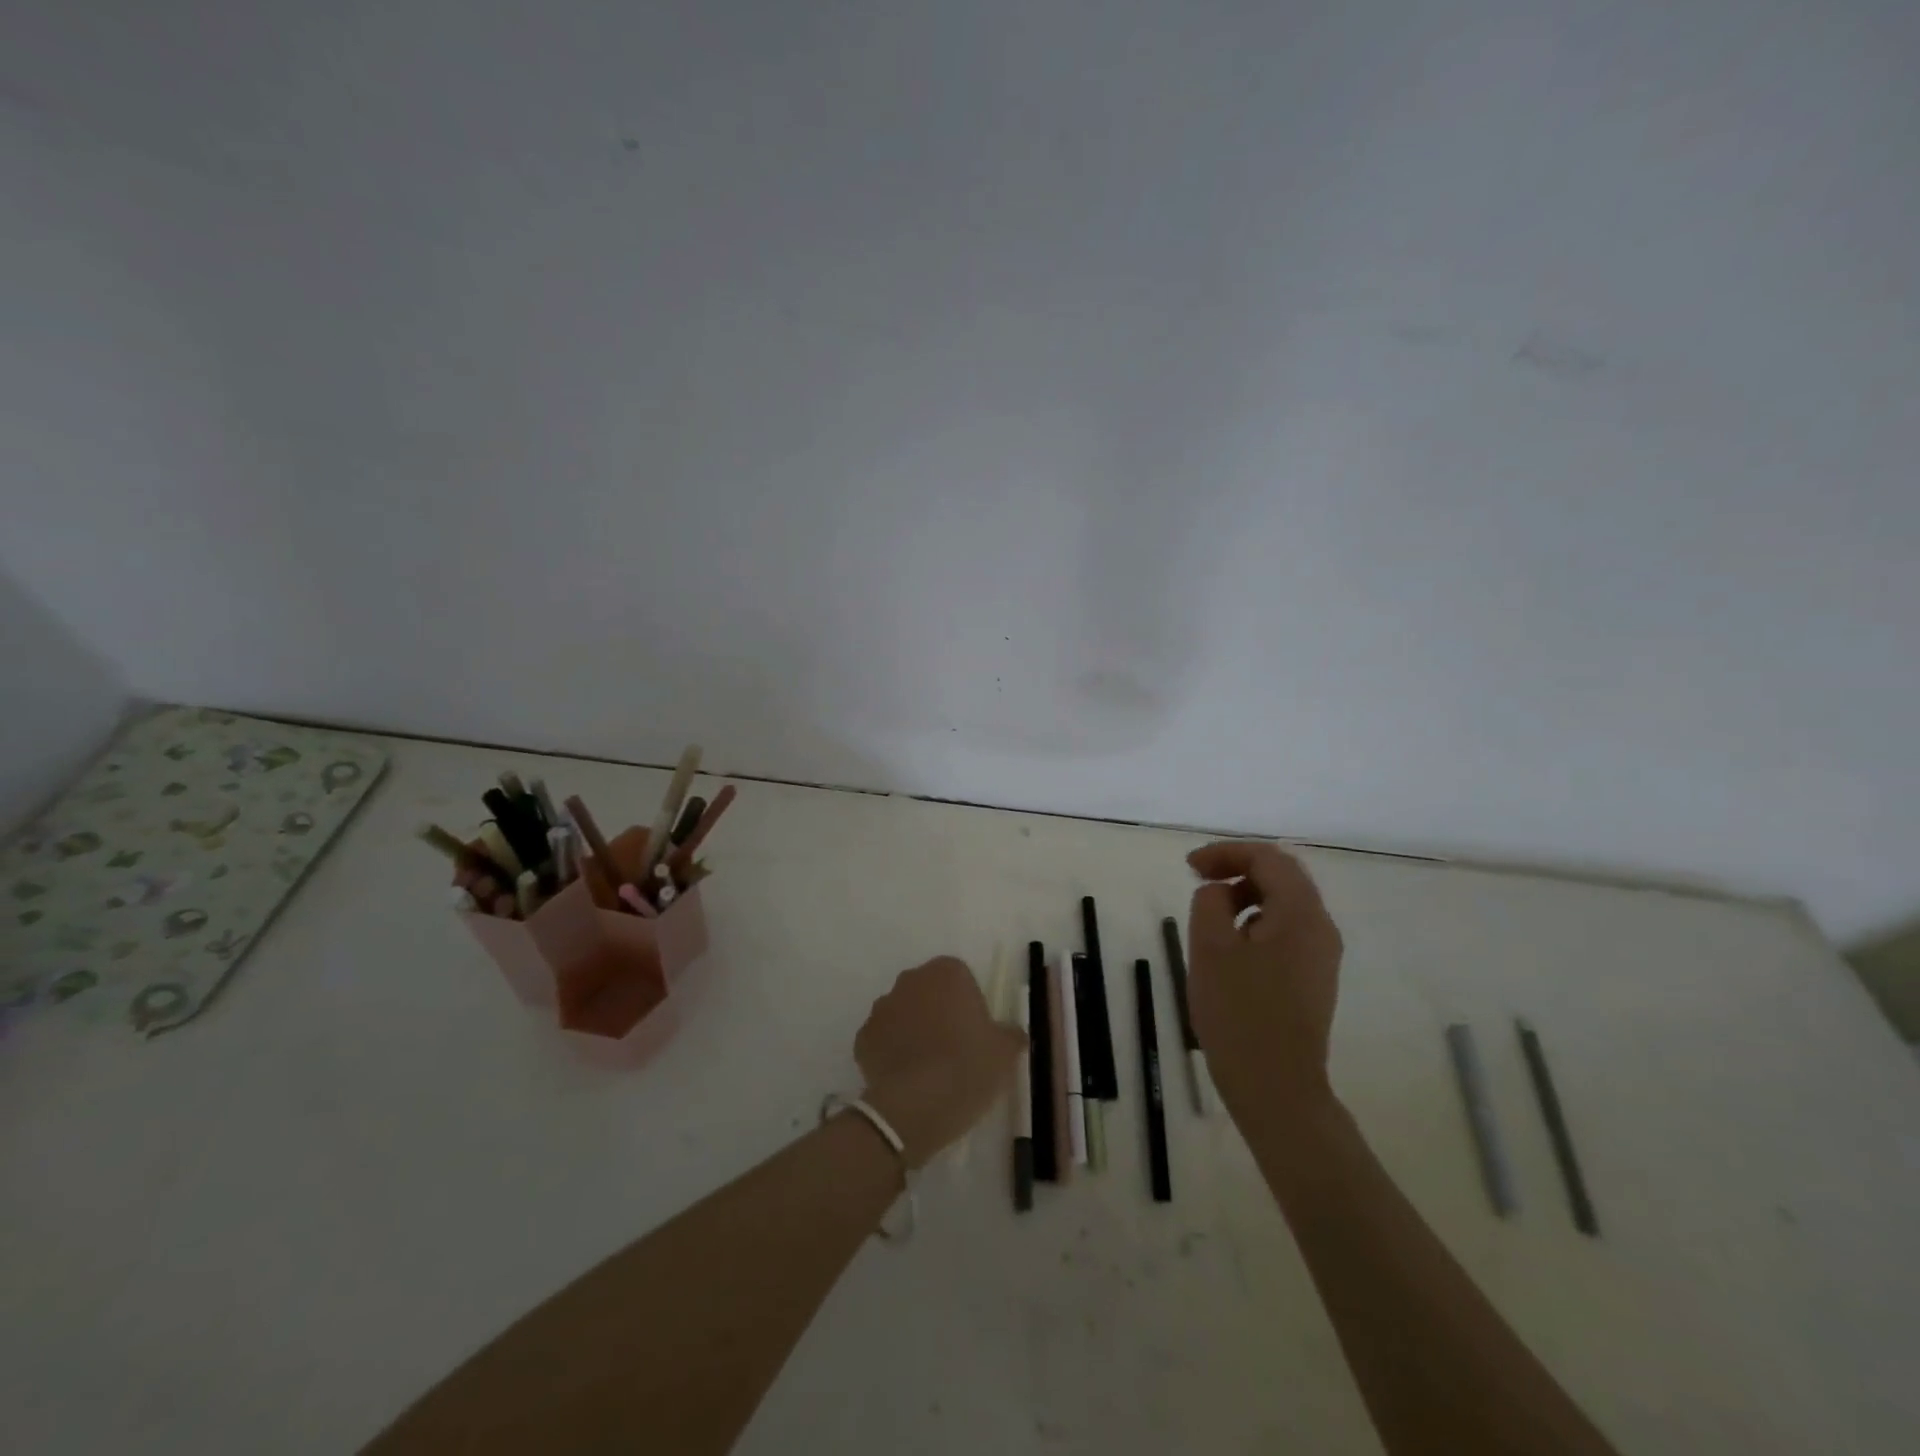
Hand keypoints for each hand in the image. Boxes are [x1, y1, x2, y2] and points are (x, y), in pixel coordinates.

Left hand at [854, 956, 1026, 1167]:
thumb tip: (1012, 1033)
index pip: (960, 977)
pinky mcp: (862, 1038)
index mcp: (947, 972)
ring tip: (928, 1069)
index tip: (975, 1033)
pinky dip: (891, 1053)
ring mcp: (882, 1007)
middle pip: (928, 992)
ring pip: (903, 1014)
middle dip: (937, 1012)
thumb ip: (1010, 1034)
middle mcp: (911, 980)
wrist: (916, 1105)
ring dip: (912, 1031)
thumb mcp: (1005, 1052)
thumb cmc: (968, 1066)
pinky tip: (906, 1080)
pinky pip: (883, 1040)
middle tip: (954, 1050)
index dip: (968, 1004)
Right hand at [1186, 841, 1343, 1119]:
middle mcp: (1321, 928)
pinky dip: (1256, 919)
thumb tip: (1221, 892)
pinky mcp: (1313, 978)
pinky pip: (1286, 930)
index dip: (1226, 852)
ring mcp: (1321, 955)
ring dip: (1246, 894)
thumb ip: (1211, 901)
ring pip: (1284, 903)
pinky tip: (1230, 943)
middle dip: (1238, 868)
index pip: (1267, 858)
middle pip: (1282, 876)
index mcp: (1301, 914)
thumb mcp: (1210, 947)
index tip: (1189, 867)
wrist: (1276, 1087)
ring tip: (1209, 913)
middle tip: (1198, 879)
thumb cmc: (1239, 1013)